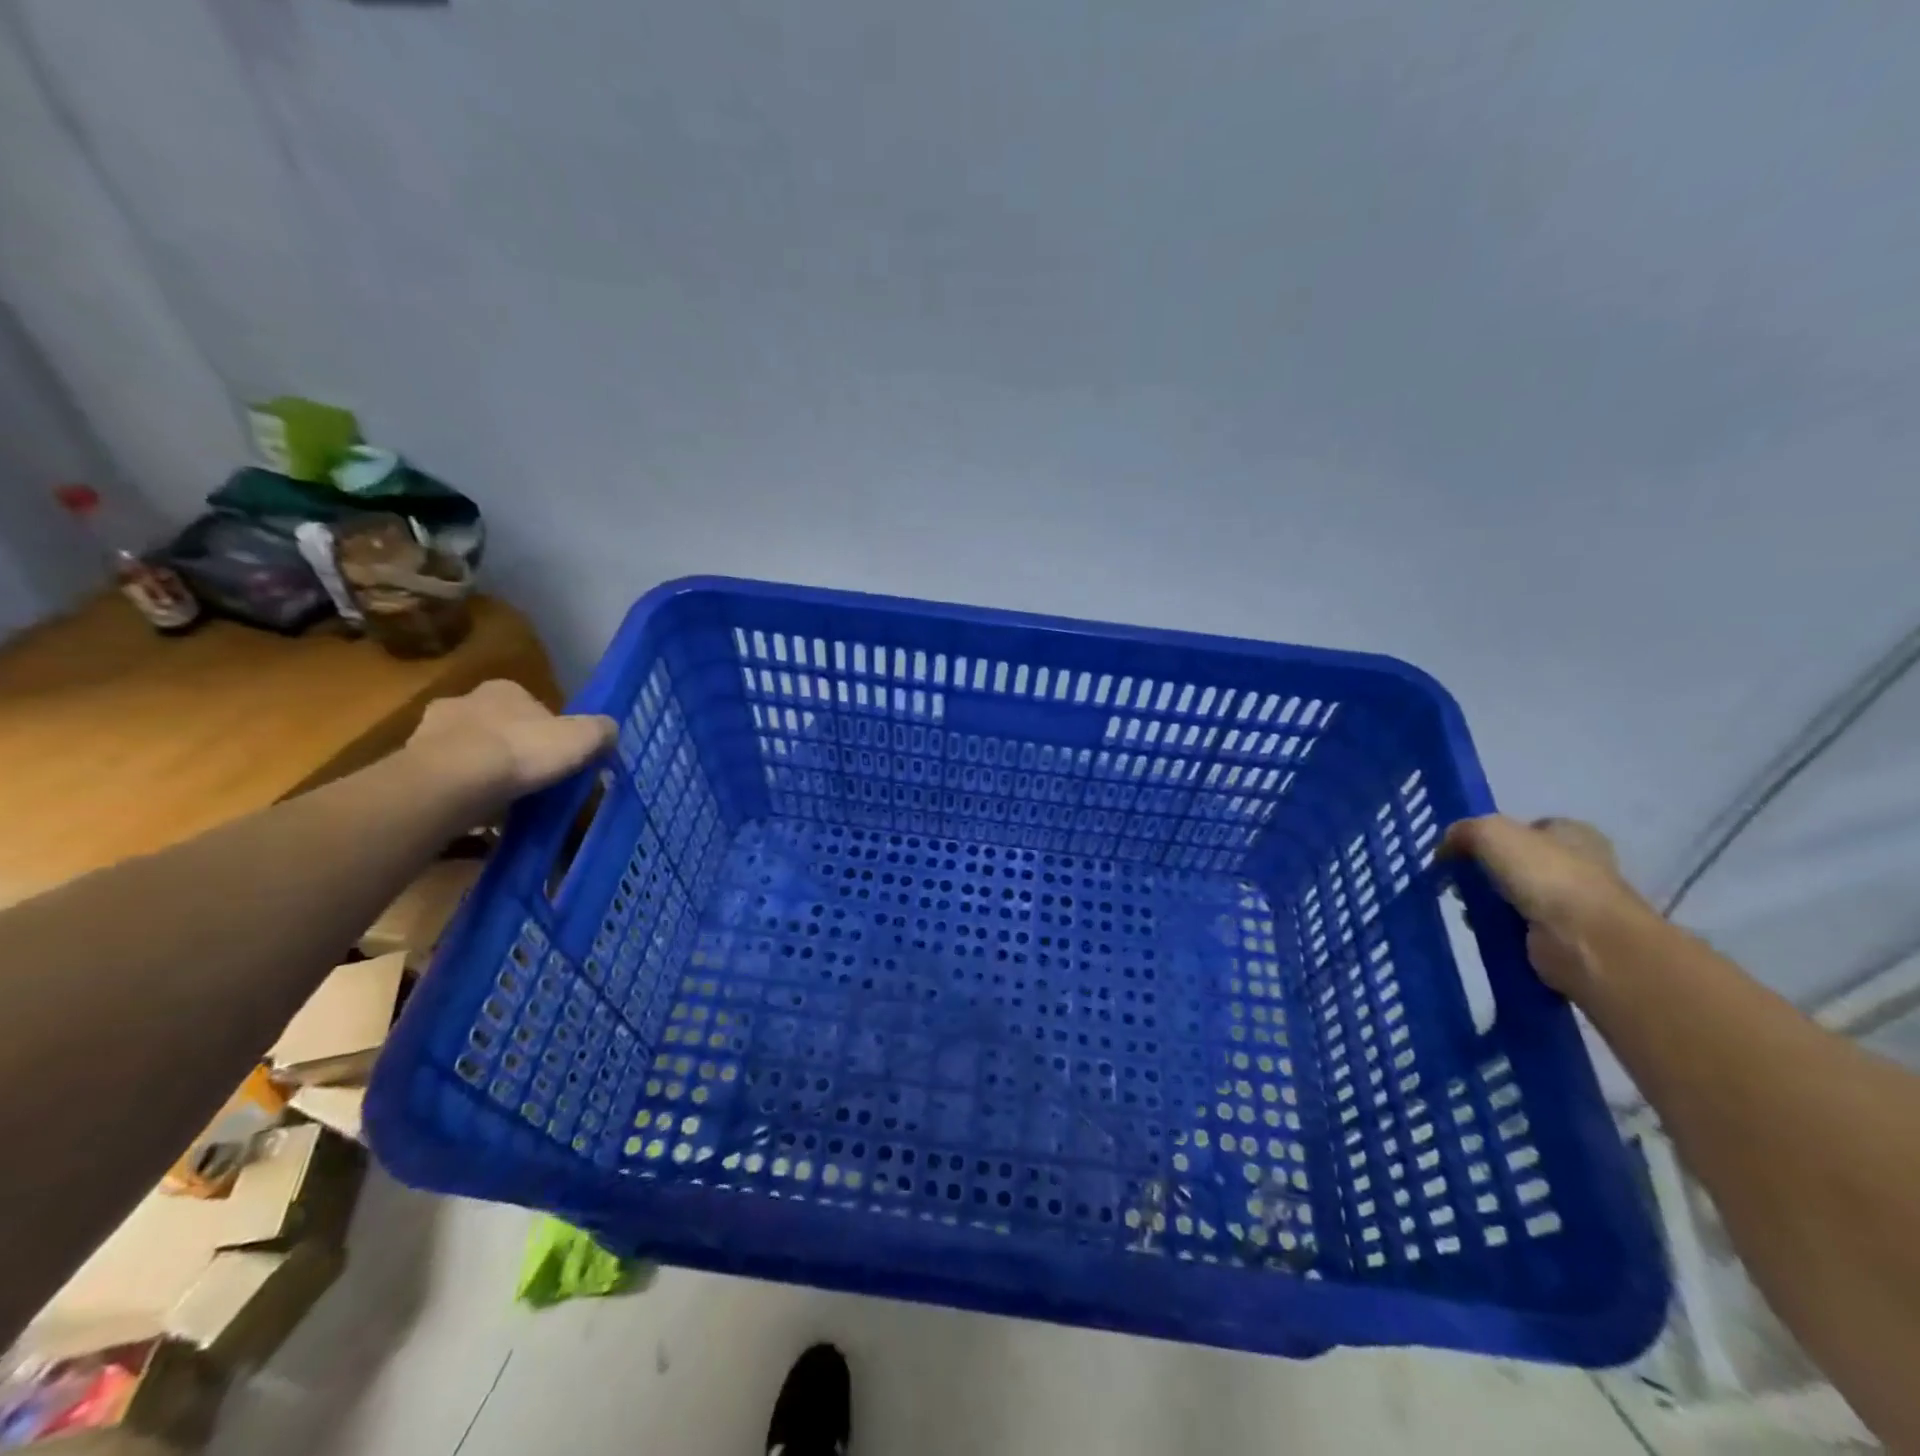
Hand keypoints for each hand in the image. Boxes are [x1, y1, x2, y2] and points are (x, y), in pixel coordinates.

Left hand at [405, 680, 615, 811]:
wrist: (454, 782)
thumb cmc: (523, 751)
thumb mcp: (582, 739)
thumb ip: (601, 731)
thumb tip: (611, 730)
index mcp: (504, 689)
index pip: (531, 704)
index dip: (547, 730)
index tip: (556, 756)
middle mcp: (464, 701)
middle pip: (496, 725)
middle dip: (510, 748)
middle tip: (529, 778)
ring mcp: (430, 732)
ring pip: (466, 751)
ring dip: (482, 770)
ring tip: (503, 801)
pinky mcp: (410, 766)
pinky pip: (444, 779)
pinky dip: (460, 792)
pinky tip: (476, 813)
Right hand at [1441, 815, 1653, 996]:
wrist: (1582, 939)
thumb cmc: (1544, 874)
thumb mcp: (1490, 832)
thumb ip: (1463, 831)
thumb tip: (1444, 848)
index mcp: (1574, 834)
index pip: (1528, 828)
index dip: (1494, 835)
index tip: (1465, 848)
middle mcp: (1578, 866)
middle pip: (1516, 863)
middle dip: (1484, 871)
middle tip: (1457, 879)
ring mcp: (1570, 905)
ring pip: (1512, 896)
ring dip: (1485, 901)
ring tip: (1464, 906)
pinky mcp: (1559, 937)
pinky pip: (1514, 926)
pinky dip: (1494, 926)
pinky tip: (1478, 926)